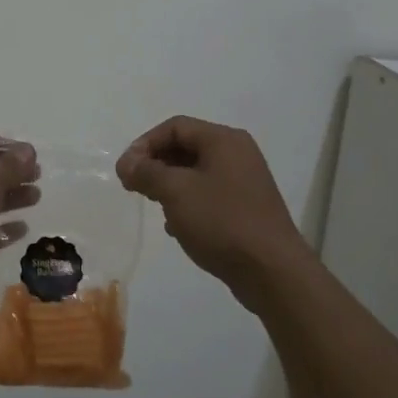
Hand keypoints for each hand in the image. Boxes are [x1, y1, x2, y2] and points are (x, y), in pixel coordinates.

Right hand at [116, 116, 308, 305]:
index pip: (175, 126)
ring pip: (197, 173)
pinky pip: (210, 195)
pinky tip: (178, 227)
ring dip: (170, 185)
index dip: (144, 144)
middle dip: (156, 164)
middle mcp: (237, 153)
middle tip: (134, 187)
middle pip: (186, 147)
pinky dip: (189, 203)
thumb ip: (147, 172)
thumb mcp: (176, 192)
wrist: (272, 270)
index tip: (125, 170)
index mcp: (223, 140)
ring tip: (155, 206)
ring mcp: (245, 181)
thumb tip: (126, 163)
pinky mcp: (247, 208)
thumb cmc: (222, 221)